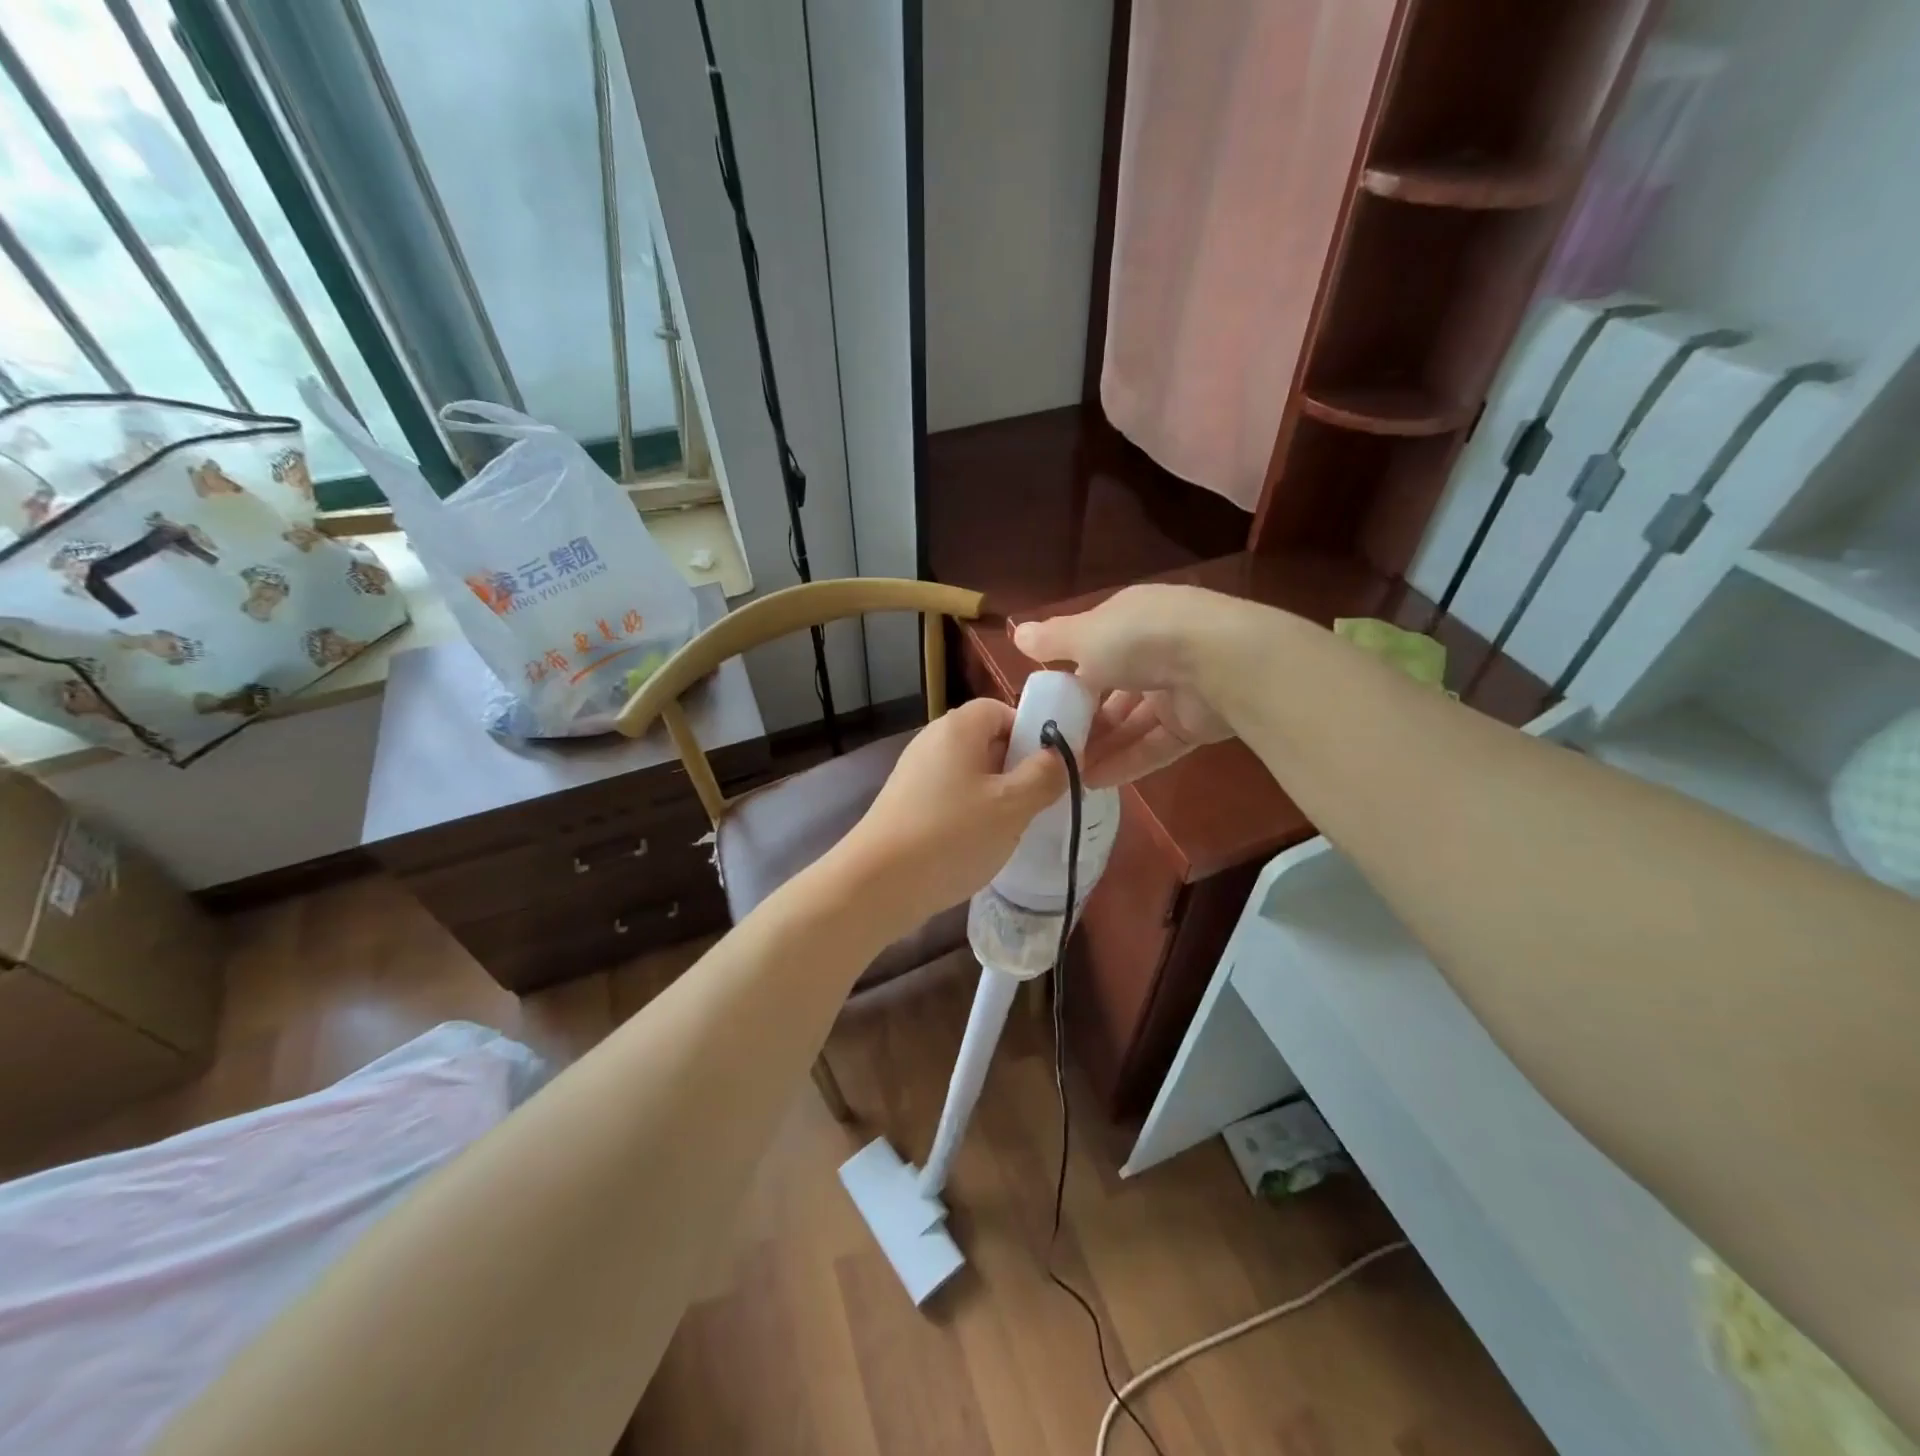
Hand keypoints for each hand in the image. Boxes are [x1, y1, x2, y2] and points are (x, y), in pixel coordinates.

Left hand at [836, 698, 1066, 933]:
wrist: (878, 883)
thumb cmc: (952, 834)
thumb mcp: (1012, 806)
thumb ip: (1044, 775)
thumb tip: (1060, 754)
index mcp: (958, 727)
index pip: (1001, 710)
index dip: (1030, 733)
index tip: (1048, 768)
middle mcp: (932, 740)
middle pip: (985, 740)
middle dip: (1015, 768)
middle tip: (1036, 802)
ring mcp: (915, 772)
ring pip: (969, 773)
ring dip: (995, 795)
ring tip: (1011, 828)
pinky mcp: (905, 803)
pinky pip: (950, 796)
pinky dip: (969, 812)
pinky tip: (978, 844)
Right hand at [1013, 584, 1239, 787]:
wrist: (1221, 663)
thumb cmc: (1140, 638)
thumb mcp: (1085, 634)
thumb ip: (1052, 640)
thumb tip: (1017, 633)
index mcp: (1130, 620)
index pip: (1094, 648)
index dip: (1069, 676)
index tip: (1045, 705)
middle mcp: (1155, 650)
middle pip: (1113, 689)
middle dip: (1084, 719)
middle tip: (1051, 749)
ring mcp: (1178, 688)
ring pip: (1132, 722)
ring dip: (1101, 746)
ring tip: (1066, 774)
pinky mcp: (1196, 724)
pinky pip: (1154, 745)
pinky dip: (1126, 762)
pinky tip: (1094, 782)